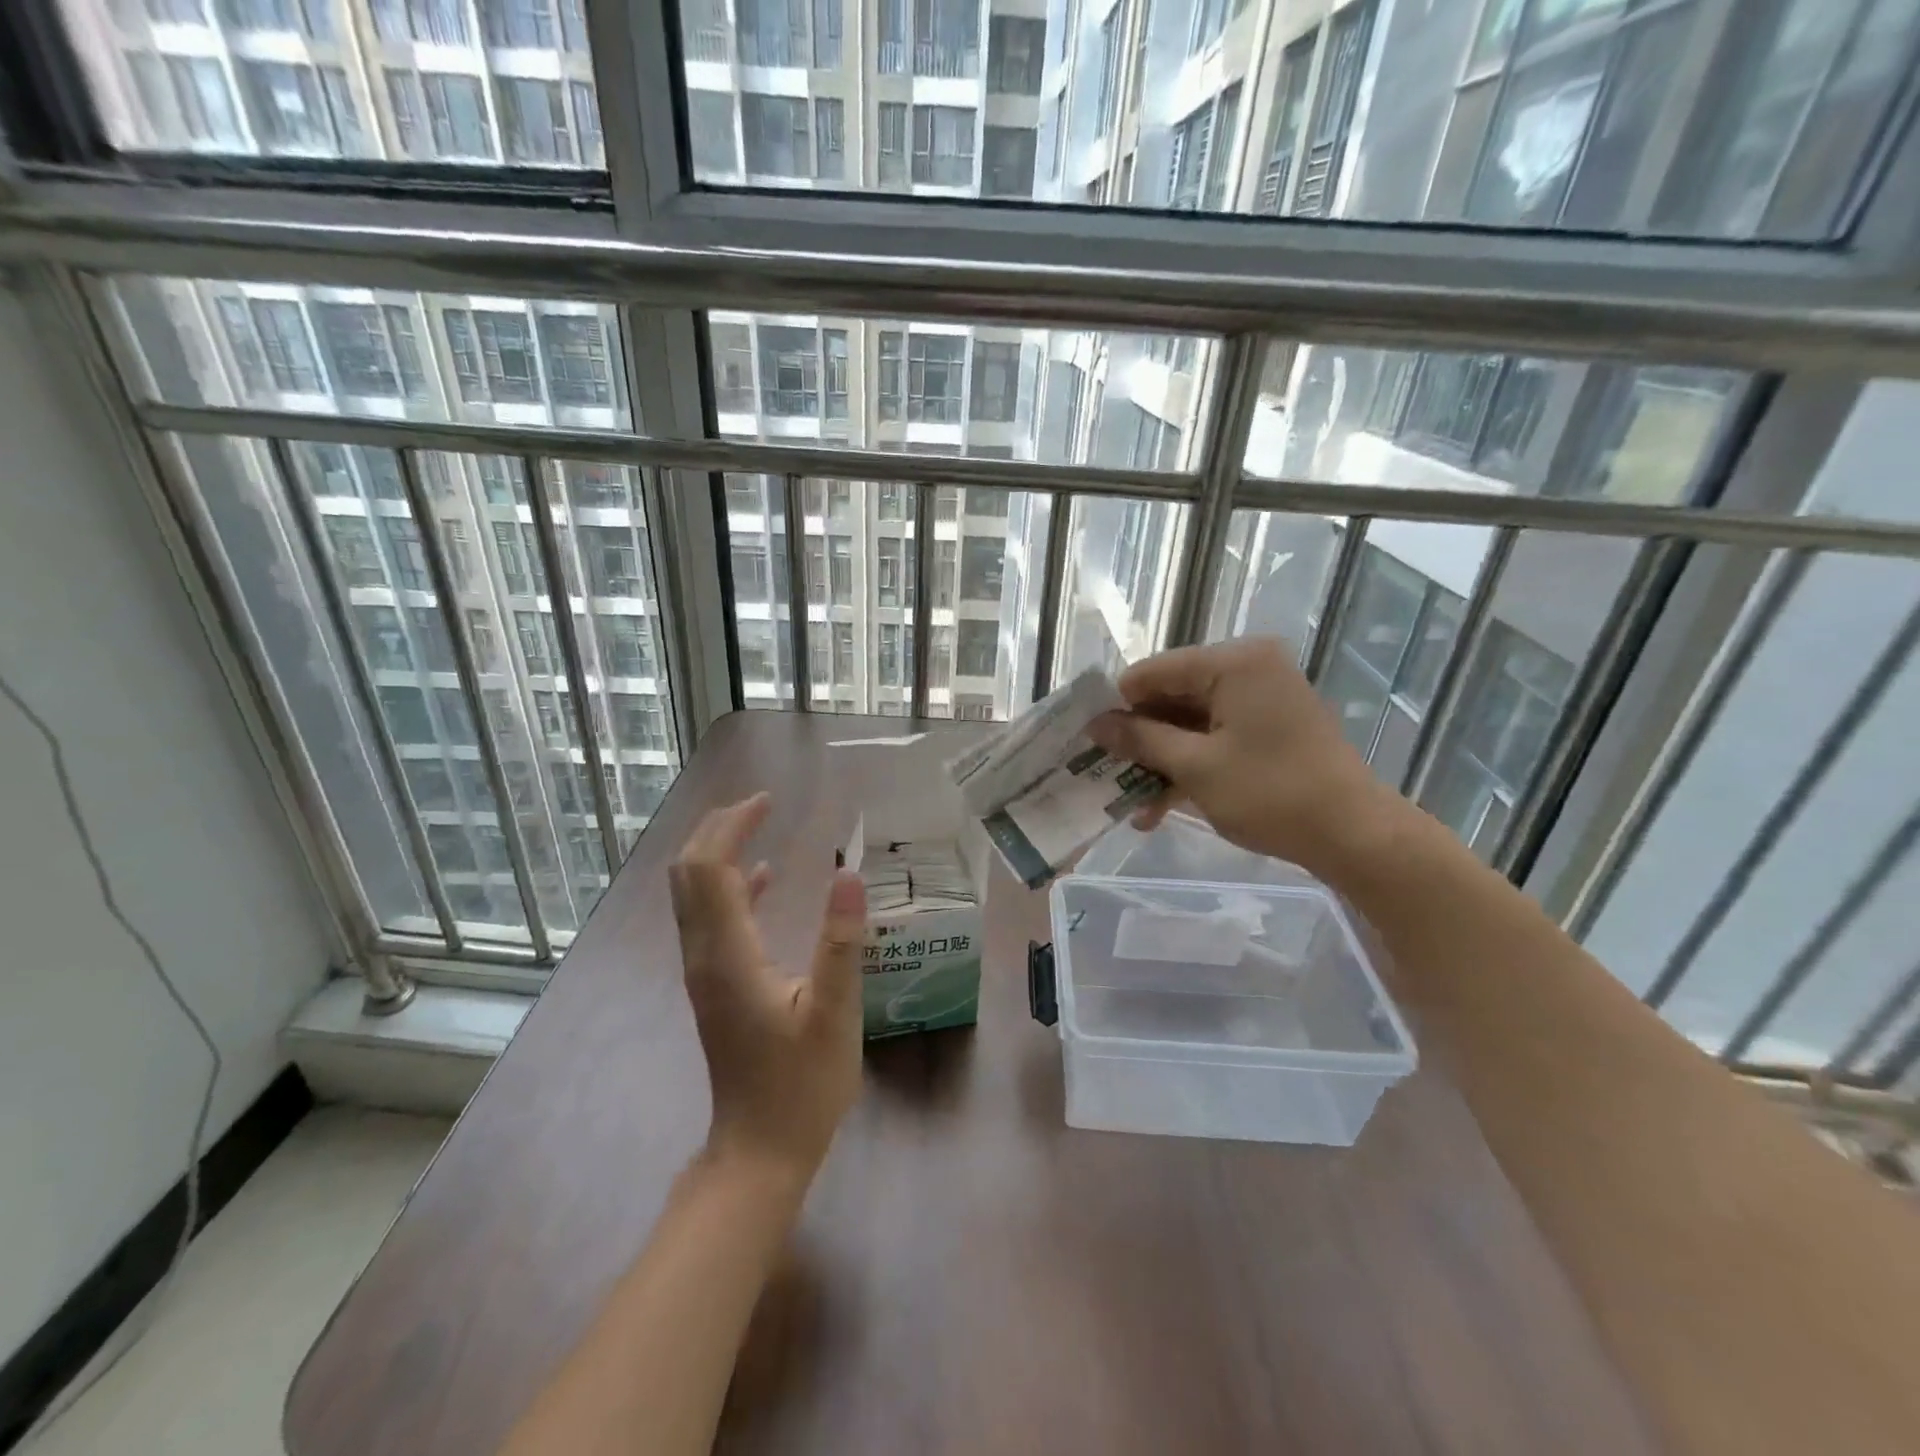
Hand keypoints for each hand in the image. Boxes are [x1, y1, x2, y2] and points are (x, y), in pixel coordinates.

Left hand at [669, 793, 868, 1181]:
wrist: (760, 1151)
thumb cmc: (802, 1084)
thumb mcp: (835, 1013)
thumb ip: (841, 942)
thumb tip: (850, 873)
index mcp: (728, 955)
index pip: (710, 869)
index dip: (732, 827)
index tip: (768, 801)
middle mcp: (704, 956)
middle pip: (689, 874)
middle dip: (716, 830)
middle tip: (759, 805)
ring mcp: (704, 973)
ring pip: (693, 895)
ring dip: (717, 854)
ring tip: (756, 824)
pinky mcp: (714, 986)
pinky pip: (710, 919)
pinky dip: (729, 887)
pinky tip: (761, 879)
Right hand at [1087, 637, 1410, 879]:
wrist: (1354, 835)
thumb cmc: (1271, 794)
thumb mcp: (1195, 767)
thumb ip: (1141, 738)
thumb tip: (1096, 723)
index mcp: (1233, 663)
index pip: (1154, 671)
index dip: (1117, 705)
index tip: (1088, 741)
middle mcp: (1249, 668)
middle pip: (1171, 695)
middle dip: (1139, 740)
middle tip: (1107, 776)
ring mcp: (1262, 697)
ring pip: (1191, 721)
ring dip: (1161, 760)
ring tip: (1134, 806)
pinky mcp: (1270, 725)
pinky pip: (1215, 735)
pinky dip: (1190, 765)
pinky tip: (1162, 806)